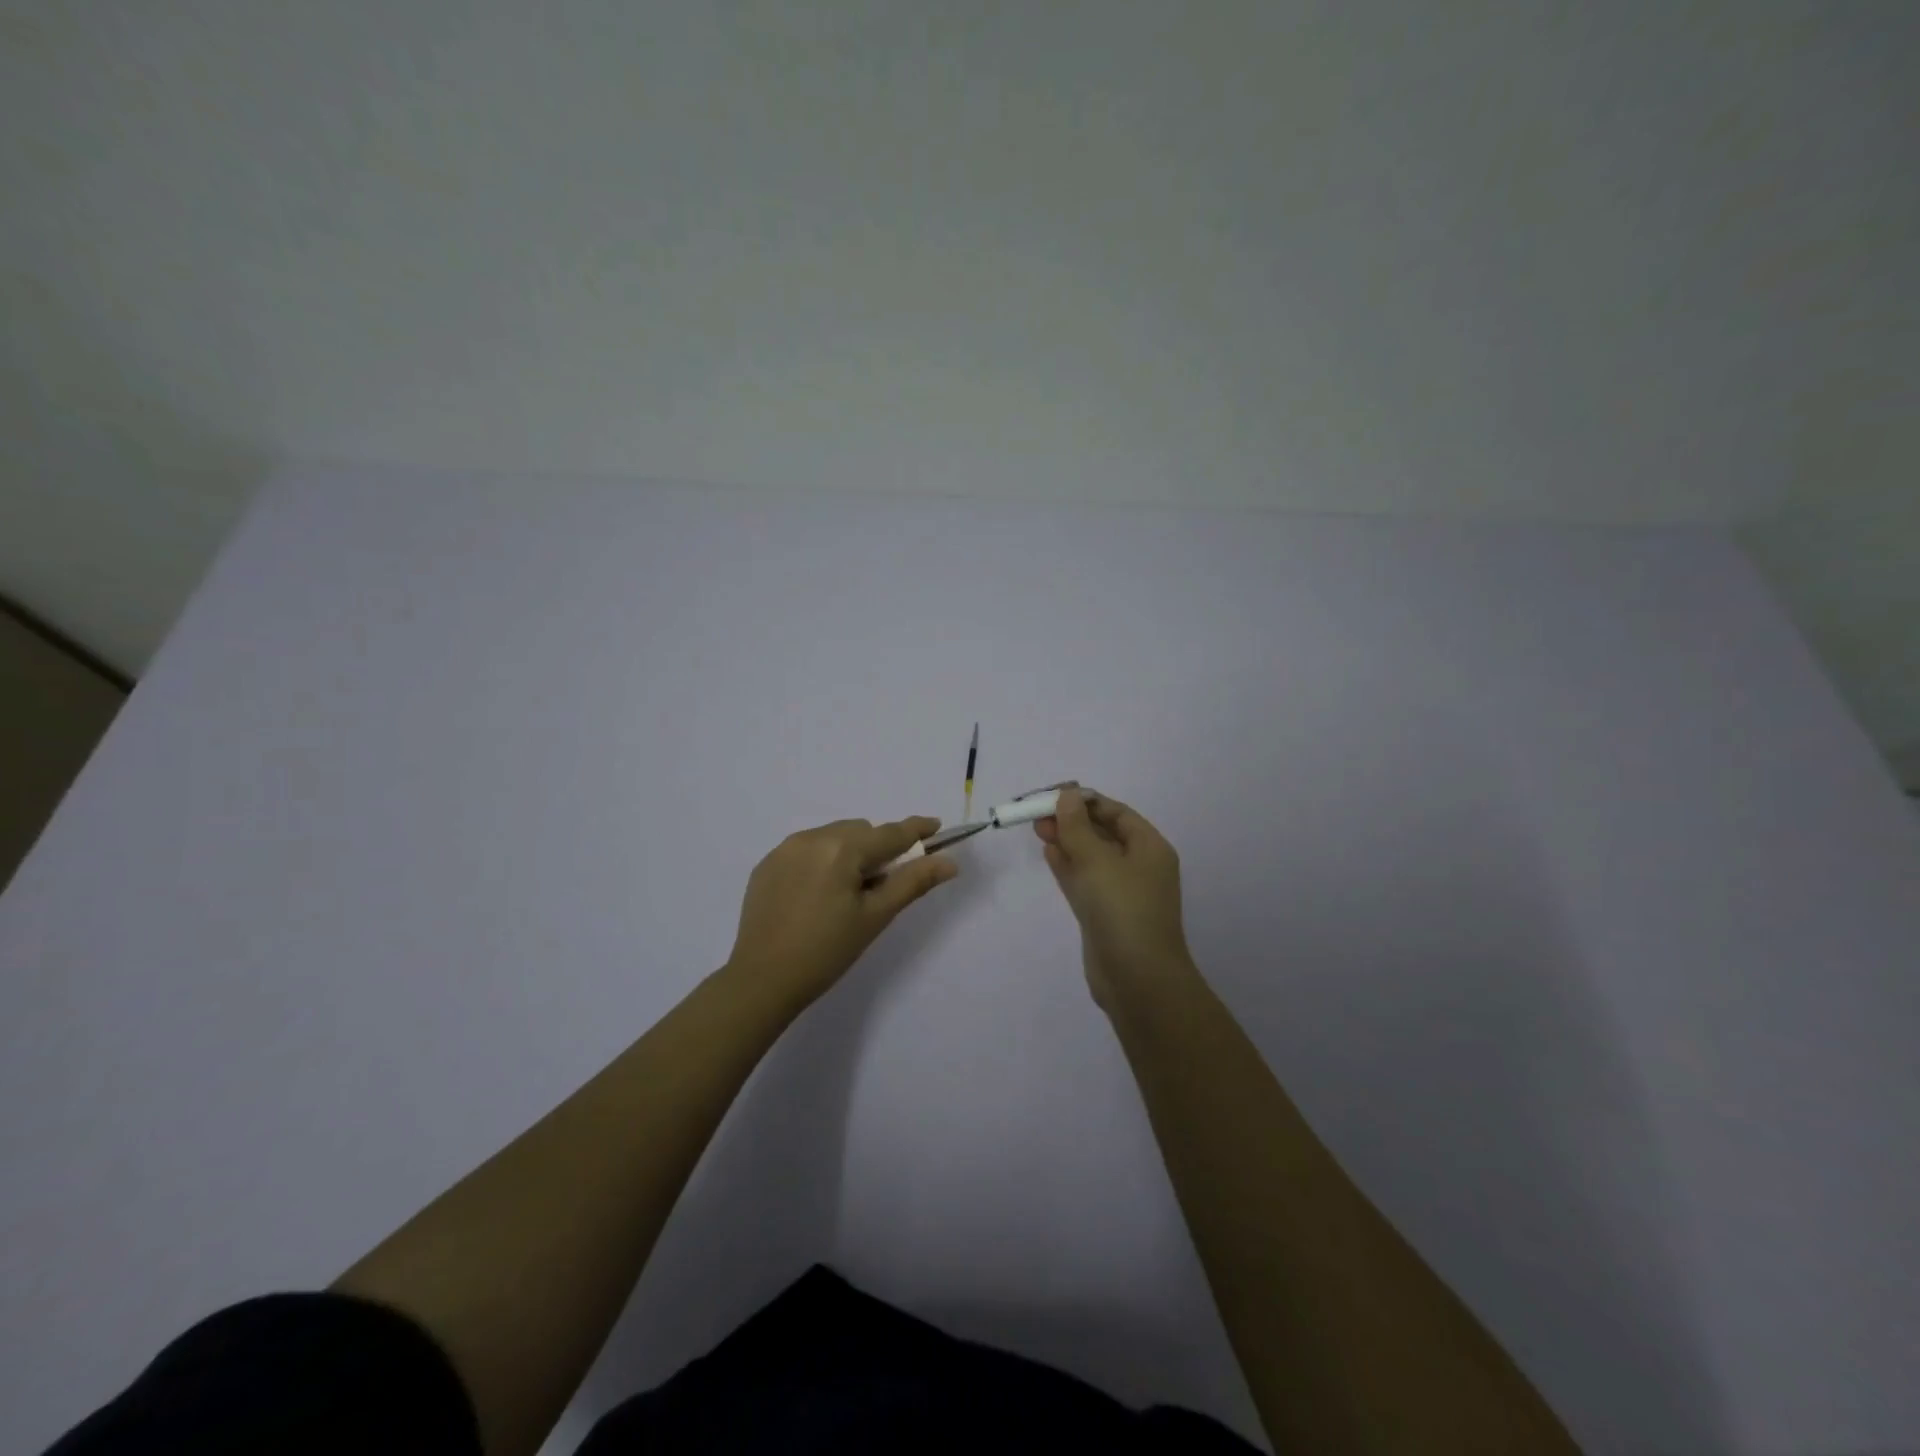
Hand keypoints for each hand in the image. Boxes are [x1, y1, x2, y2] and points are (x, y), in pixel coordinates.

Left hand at [725, 815, 958, 1010]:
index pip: (889, 833)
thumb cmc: (827, 951)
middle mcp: (811, 838)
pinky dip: (821, 861)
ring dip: (848, 852)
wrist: (762, 980)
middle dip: (877, 849)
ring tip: (847, 893)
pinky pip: (805, 849)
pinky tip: (817, 895)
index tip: (935, 826)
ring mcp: (784, 849)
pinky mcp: (766, 865)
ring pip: (832, 836)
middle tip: (881, 885)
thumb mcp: (875, 917)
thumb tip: (949, 862)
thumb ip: (913, 882)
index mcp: (841, 849)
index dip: (916, 829)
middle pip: (860, 831)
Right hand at [1035, 787, 1194, 1009]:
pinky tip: (1048, 854)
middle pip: (1102, 833)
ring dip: (1066, 842)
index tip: (1053, 795)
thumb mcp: (1097, 860)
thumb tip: (1068, 795)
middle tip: (1038, 814)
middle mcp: (1139, 866)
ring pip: (1091, 857)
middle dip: (1072, 821)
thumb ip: (1077, 826)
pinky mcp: (1104, 914)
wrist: (1137, 979)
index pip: (1116, 812)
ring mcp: (1121, 892)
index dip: (1085, 801)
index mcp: (1149, 848)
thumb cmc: (1122, 910)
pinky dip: (1068, 866)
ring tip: (1037, 828)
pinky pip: (1085, 881)